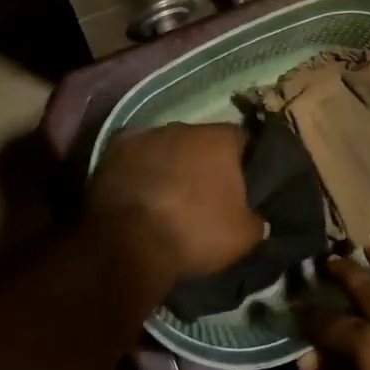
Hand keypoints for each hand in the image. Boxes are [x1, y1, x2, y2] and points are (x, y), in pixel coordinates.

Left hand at [88, 123, 263, 283]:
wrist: (129, 242)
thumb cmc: (195, 233)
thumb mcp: (244, 237)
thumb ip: (257, 220)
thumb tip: (257, 218)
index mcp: (221, 139)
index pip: (242, 141)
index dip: (244, 163)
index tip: (243, 186)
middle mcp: (184, 127)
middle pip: (201, 141)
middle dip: (203, 162)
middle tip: (204, 193)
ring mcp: (145, 135)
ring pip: (166, 146)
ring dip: (169, 164)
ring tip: (167, 196)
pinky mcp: (112, 151)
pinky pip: (134, 157)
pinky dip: (138, 169)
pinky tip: (138, 191)